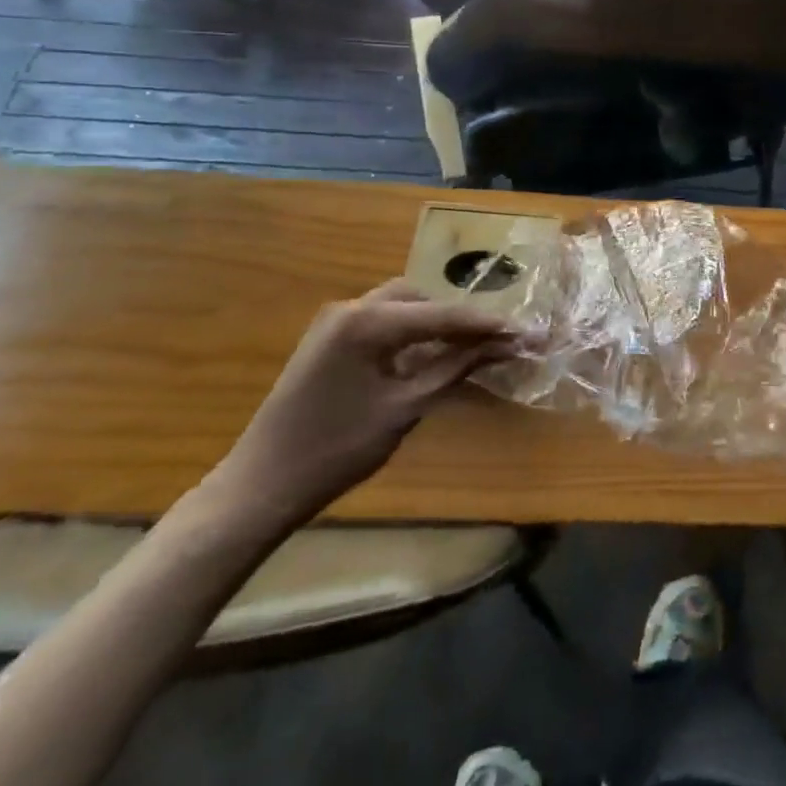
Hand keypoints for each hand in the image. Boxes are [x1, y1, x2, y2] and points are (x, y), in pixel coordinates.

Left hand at [210, 280, 525, 527]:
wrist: (261, 486)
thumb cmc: (336, 450)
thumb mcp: (405, 408)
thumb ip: (455, 368)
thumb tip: (503, 347)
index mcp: (368, 321)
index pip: (443, 315)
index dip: (486, 325)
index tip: (524, 332)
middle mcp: (351, 308)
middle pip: (421, 299)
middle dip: (459, 319)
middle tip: (495, 343)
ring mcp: (334, 322)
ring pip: (401, 307)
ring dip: (435, 324)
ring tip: (468, 349)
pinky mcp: (327, 340)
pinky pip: (381, 323)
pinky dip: (410, 334)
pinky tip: (429, 356)